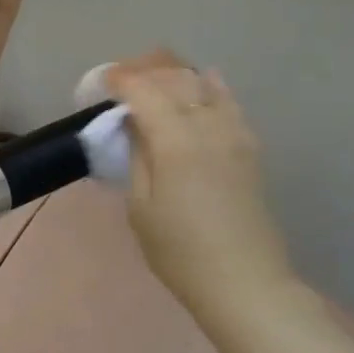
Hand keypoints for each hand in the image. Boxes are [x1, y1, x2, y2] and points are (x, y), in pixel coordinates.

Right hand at [104, 51, 299, 320]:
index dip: (122, 80)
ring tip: (156, 77)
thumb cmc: (179, 251)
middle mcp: (208, 127)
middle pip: (177, 80)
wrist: (243, 282)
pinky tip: (204, 82)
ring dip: (178, 75)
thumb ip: (138, 157)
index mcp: (176, 142)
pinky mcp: (250, 149)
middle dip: (148, 70)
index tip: (103, 80)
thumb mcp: (141, 207)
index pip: (145, 92)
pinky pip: (230, 103)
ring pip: (205, 86)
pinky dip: (212, 87)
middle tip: (124, 77)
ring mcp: (235, 135)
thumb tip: (135, 125)